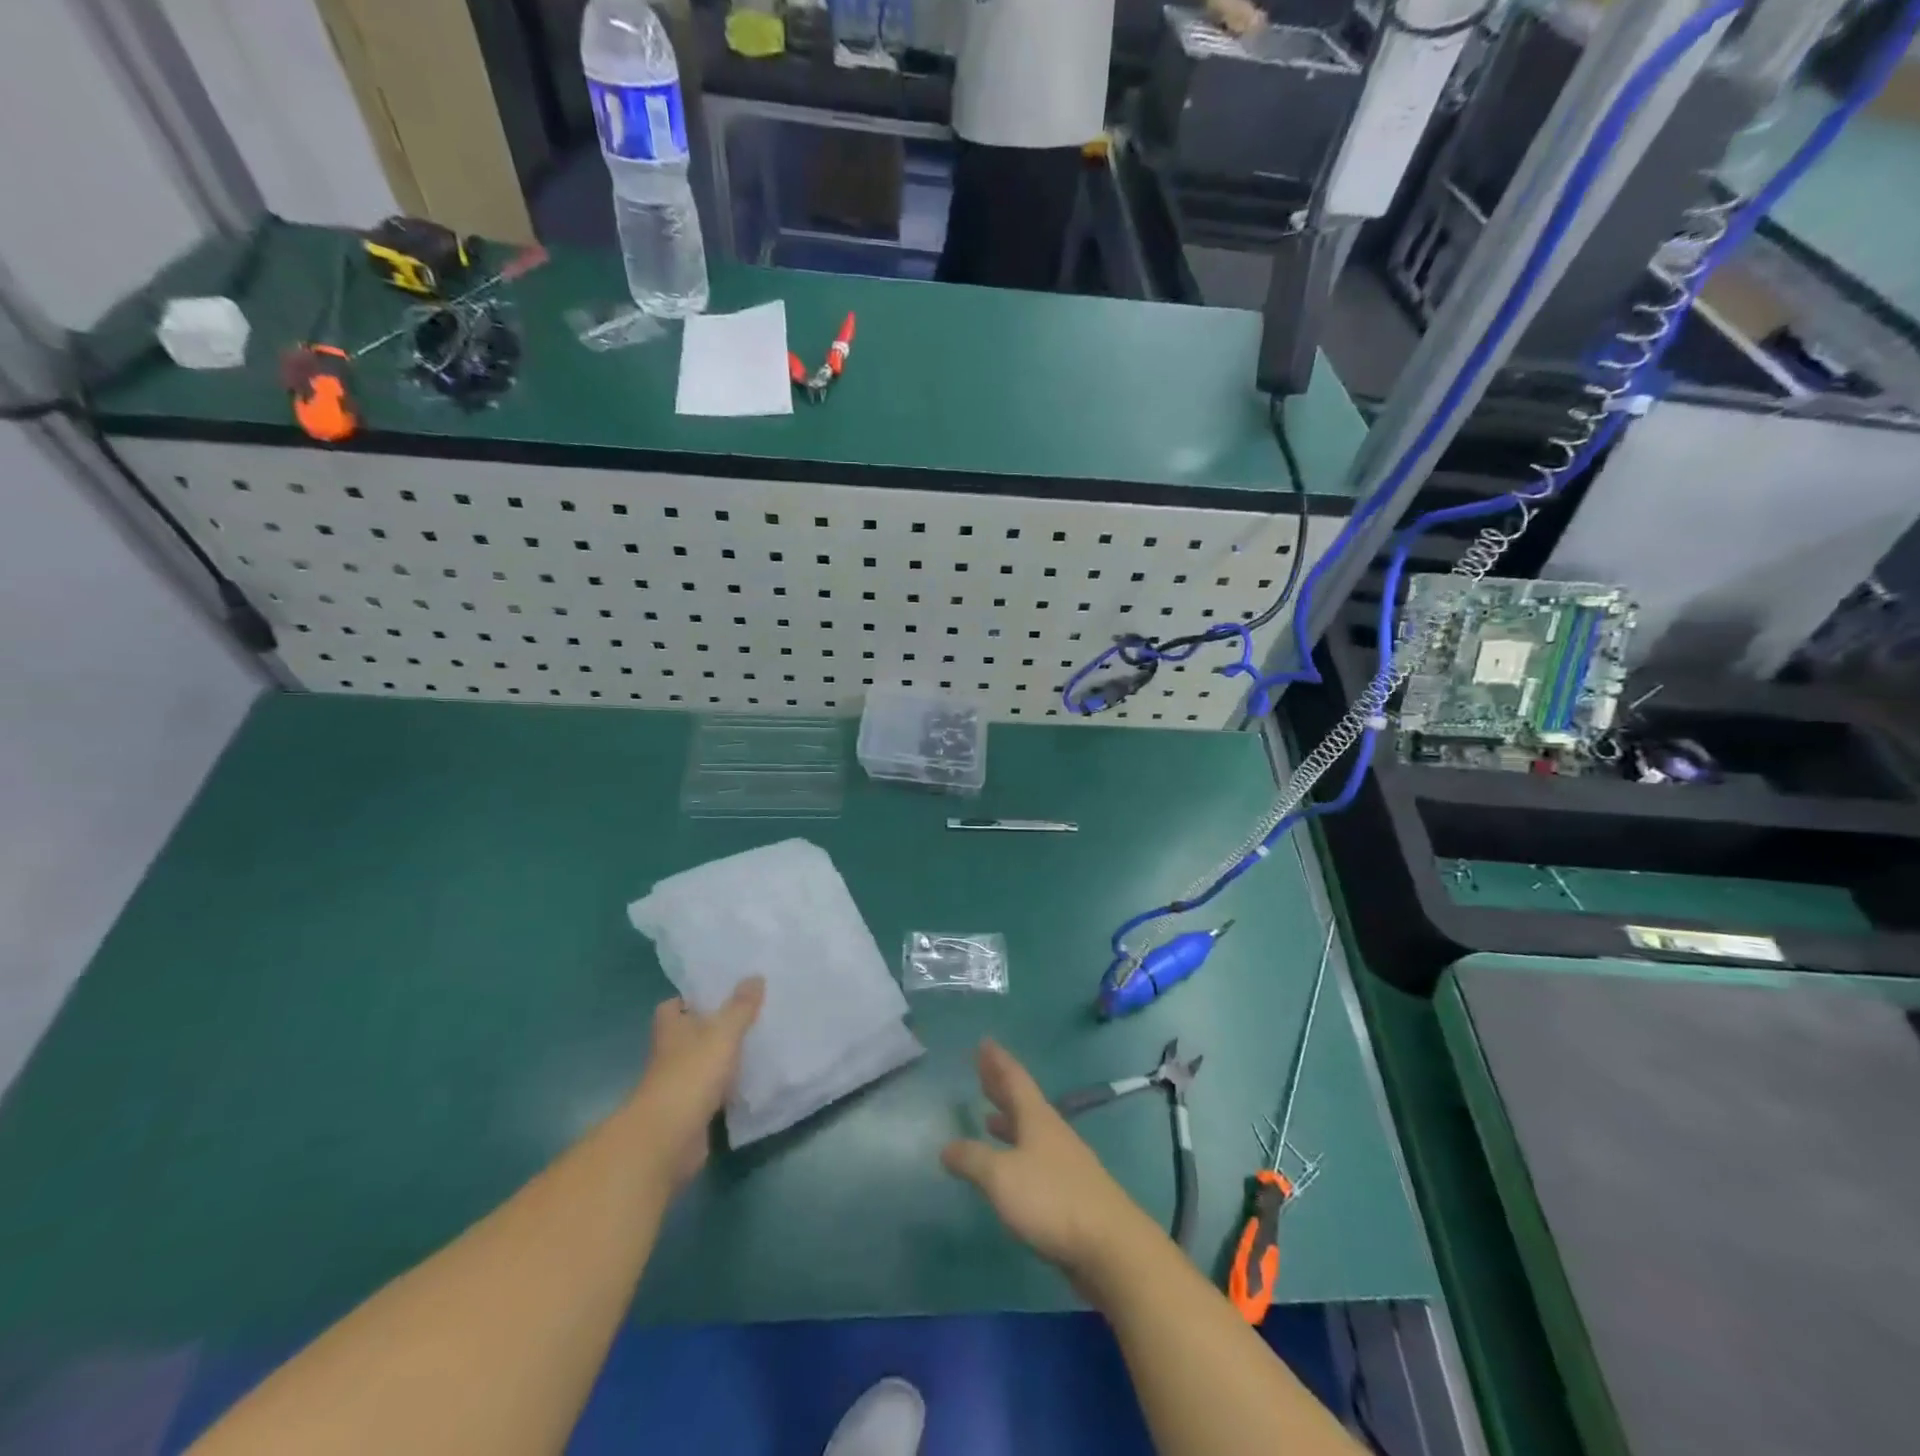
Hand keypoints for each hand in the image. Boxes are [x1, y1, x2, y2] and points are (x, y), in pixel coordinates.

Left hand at [629, 978, 764, 1187]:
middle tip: (748, 1016)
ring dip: (720, 1059)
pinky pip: (711, 1093)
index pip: (672, 1007)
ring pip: (700, 1065)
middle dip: (712, 1028)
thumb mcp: (723, 1033)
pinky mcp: (689, 1114)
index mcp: (671, 1030)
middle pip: (688, 1036)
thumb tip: (755, 976)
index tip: (718, 994)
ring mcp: (678, 1086)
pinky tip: (750, 1082)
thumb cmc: (691, 1075)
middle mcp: (669, 1055)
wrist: (669, 1140)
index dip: (691, 1000)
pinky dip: (726, 1089)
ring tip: (756, 1044)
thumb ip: (740, 1007)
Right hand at [941, 1040, 1155, 1279]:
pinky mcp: (1069, 1191)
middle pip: (1023, 1101)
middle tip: (983, 1069)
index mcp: (1037, 1119)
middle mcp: (1052, 1132)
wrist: (1109, 1245)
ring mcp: (1064, 1162)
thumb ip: (972, 1160)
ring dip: (1009, 1121)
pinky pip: (1036, 1157)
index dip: (997, 1062)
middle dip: (1001, 1086)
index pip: (1014, 1079)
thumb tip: (947, 1148)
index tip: (985, 1042)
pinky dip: (1018, 1152)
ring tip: (989, 1118)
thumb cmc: (1052, 1200)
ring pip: (1030, 1130)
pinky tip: (1012, 1167)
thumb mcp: (1002, 1177)